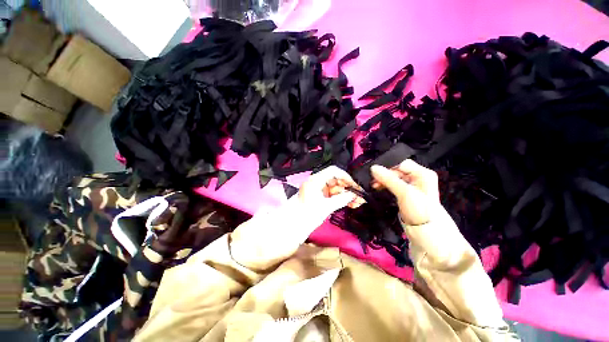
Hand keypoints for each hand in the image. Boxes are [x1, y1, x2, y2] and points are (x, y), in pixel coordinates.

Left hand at [298, 166, 364, 220]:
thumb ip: (341, 199)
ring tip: (358, 202)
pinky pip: (333, 195)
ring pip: (336, 188)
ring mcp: (319, 190)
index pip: (333, 171)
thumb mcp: (326, 207)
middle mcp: (317, 182)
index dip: (345, 177)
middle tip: (360, 196)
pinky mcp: (320, 197)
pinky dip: (341, 199)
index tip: (355, 186)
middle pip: (336, 180)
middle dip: (348, 188)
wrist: (293, 227)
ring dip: (347, 194)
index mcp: (315, 180)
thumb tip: (354, 195)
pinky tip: (351, 204)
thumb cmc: (307, 215)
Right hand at [370, 160, 438, 225]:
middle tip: (373, 181)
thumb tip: (373, 168)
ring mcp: (412, 186)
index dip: (388, 168)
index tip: (376, 174)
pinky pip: (393, 185)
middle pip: (397, 171)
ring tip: (374, 186)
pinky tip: (379, 188)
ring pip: (394, 178)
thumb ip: (389, 179)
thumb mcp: (404, 192)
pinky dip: (385, 186)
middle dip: (384, 175)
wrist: (426, 232)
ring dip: (383, 181)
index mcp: (423, 174)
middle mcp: (418, 178)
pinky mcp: (406, 194)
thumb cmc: (419, 210)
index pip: (402, 164)